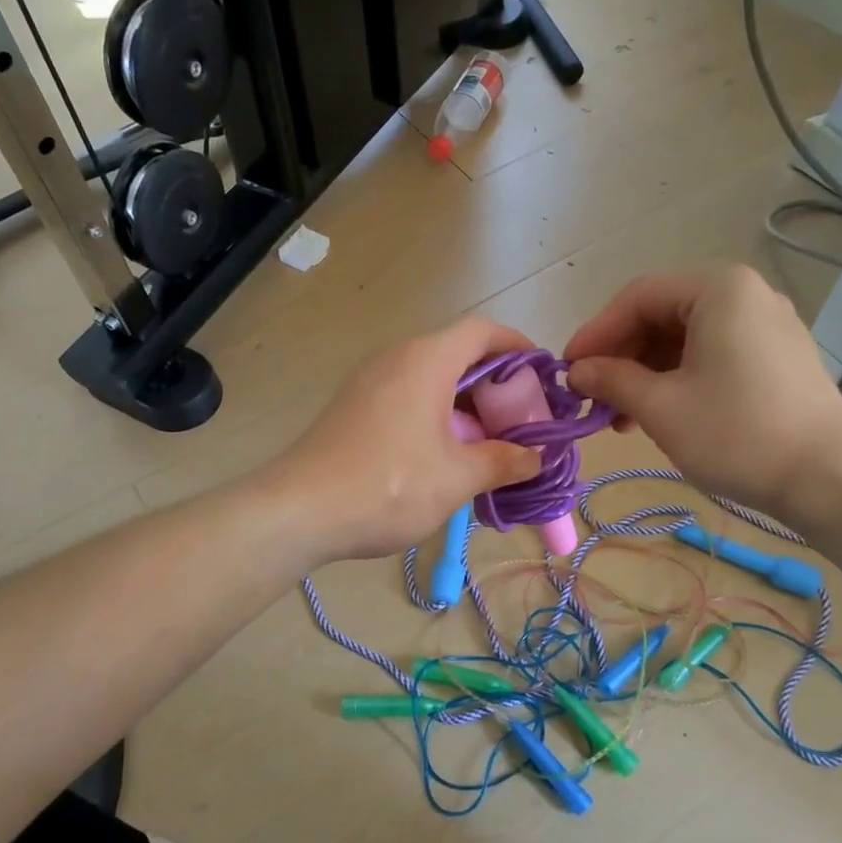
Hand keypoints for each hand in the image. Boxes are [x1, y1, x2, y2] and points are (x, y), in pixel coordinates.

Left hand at [271, 317, 543, 562]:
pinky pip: (407, 399)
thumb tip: (535, 458)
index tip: (542, 377)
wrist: (299, 511)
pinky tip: (444, 459)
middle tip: (519, 425)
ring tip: (487, 448)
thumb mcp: (457, 477)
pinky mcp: (353, 408)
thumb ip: (503, 462)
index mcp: (426, 360)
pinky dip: (435, 417)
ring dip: (465, 408)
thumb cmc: (389, 486)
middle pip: (458, 355)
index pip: (482, 331)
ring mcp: (369, 382)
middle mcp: (396, 358)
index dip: (518, 348)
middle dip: (495, 388)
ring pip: (431, 381)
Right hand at [563, 265, 841, 515]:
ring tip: (620, 418)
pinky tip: (658, 416)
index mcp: (719, 289)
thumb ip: (612, 379)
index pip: (638, 297)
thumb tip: (577, 371)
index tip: (568, 370)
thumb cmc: (736, 433)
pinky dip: (678, 380)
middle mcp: (746, 295)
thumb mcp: (660, 406)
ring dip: (646, 374)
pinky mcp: (777, 358)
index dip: (596, 333)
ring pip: (686, 340)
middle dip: (621, 357)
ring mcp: (767, 326)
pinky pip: (713, 356)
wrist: (826, 479)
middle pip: (662, 316)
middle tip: (592, 397)